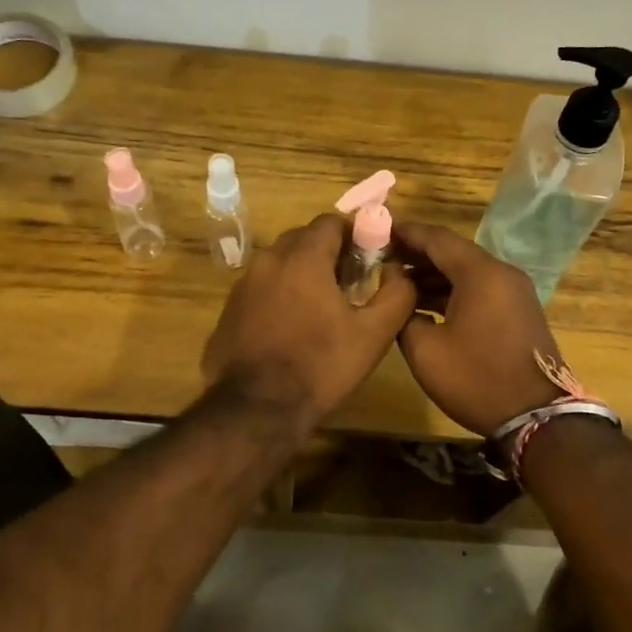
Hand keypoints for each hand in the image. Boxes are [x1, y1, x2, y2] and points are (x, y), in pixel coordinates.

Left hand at [202, 212, 416, 427]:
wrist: (257, 408)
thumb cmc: (321, 366)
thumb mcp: (374, 334)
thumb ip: (397, 295)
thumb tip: (401, 274)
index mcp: (303, 258)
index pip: (331, 222)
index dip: (355, 235)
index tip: (369, 259)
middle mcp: (268, 260)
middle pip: (303, 239)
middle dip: (328, 252)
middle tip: (349, 283)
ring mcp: (243, 285)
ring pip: (280, 263)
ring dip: (302, 273)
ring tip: (321, 307)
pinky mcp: (229, 310)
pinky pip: (261, 288)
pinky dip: (279, 295)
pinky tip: (291, 328)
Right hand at [393, 221, 567, 436]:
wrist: (536, 416)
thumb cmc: (477, 380)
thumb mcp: (425, 351)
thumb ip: (404, 313)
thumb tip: (399, 294)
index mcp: (481, 273)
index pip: (437, 238)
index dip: (405, 233)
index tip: (377, 230)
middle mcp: (501, 273)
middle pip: (453, 251)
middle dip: (417, 253)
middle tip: (381, 256)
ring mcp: (514, 291)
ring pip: (467, 270)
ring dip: (434, 273)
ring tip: (397, 280)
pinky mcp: (518, 309)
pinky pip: (479, 287)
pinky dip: (453, 289)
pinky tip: (425, 302)